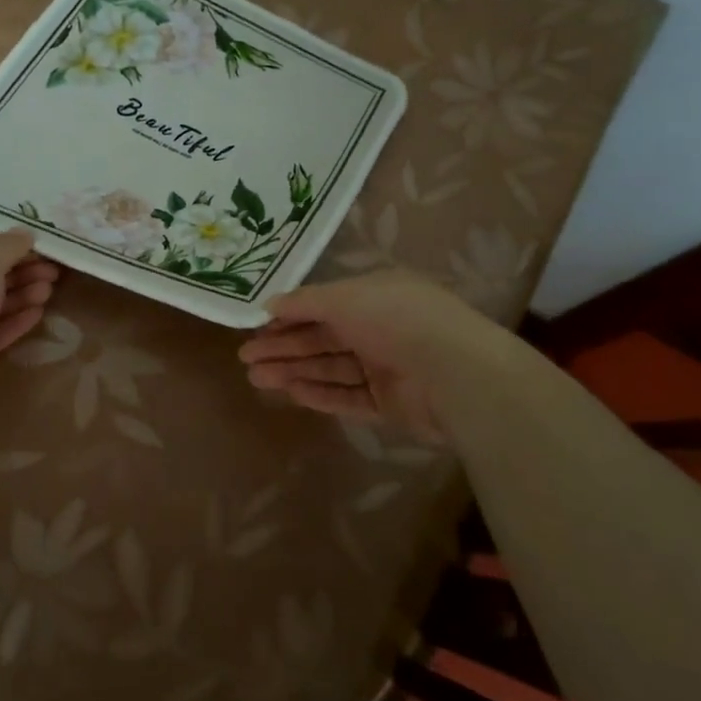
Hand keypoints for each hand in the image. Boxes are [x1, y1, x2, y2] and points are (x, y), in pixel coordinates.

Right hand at [238, 270, 503, 438]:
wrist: (454, 372)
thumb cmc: (396, 319)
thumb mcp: (345, 297)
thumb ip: (305, 302)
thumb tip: (270, 304)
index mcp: (375, 296)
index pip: (324, 305)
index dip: (289, 316)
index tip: (257, 328)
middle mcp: (380, 329)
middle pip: (323, 339)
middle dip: (284, 346)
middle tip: (246, 357)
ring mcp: (386, 368)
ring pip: (331, 369)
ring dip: (294, 371)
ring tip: (256, 377)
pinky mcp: (391, 404)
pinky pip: (348, 398)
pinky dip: (320, 394)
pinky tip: (291, 392)